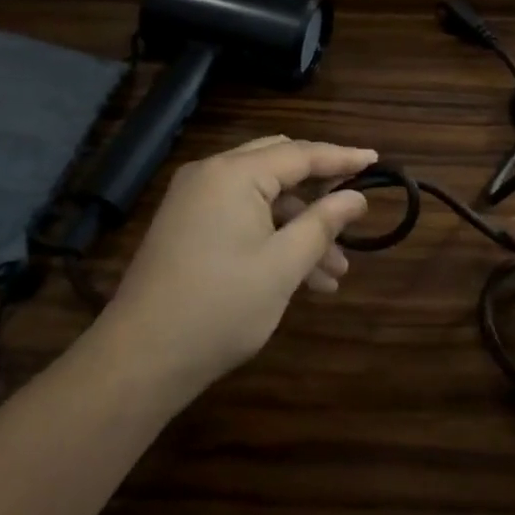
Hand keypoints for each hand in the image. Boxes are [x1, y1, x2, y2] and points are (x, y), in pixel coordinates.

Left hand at [95, 136, 372, 395]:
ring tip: (336, 273)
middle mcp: (212, 174)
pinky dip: (272, 237)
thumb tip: (357, 198)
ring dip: (299, 226)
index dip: (342, 158)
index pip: (301, 154)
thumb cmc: (219, 307)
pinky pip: (241, 216)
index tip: (376, 160)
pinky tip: (301, 279)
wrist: (139, 360)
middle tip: (353, 210)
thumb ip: (323, 223)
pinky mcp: (187, 226)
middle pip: (280, 166)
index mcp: (234, 174)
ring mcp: (195, 200)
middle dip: (319, 193)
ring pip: (263, 198)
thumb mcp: (283, 266)